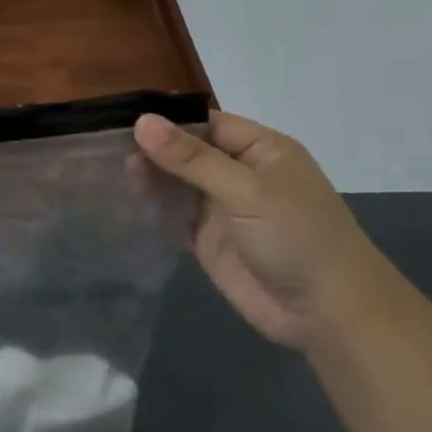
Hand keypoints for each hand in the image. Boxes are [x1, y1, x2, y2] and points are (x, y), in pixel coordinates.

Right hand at [133, 112, 392, 349]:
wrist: (328, 314)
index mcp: (260, 150)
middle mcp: (239, 173)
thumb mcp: (246, 191)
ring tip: (107, 165)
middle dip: (151, 146)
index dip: (167, 119)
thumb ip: (192, 159)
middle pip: (186, 150)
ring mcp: (222, 207)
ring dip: (148, 174)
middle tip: (103, 142)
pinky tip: (121, 195)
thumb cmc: (297, 237)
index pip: (205, 123)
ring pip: (176, 181)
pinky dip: (150, 205)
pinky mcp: (207, 239)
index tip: (121, 116)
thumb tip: (142, 122)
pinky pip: (172, 214)